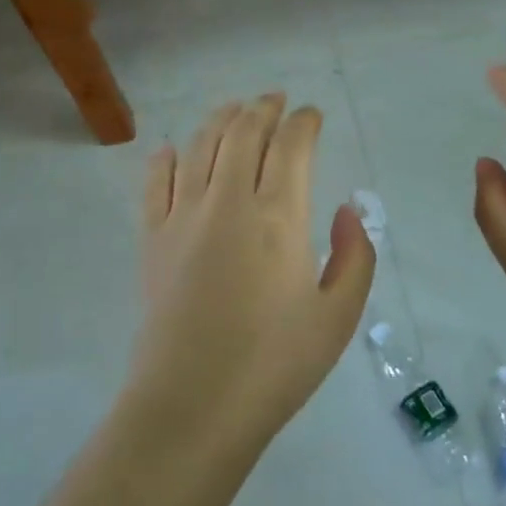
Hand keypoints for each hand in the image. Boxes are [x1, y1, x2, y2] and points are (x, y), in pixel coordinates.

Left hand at [131, 93, 376, 452]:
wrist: (192, 406)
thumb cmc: (274, 364)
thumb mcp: (338, 318)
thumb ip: (354, 257)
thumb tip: (346, 211)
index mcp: (278, 217)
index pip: (291, 146)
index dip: (304, 122)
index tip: (312, 114)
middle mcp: (228, 201)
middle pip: (243, 133)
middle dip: (262, 108)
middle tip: (275, 100)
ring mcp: (183, 216)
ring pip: (199, 146)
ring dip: (219, 120)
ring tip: (233, 109)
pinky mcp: (152, 238)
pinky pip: (154, 181)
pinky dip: (165, 157)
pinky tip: (172, 150)